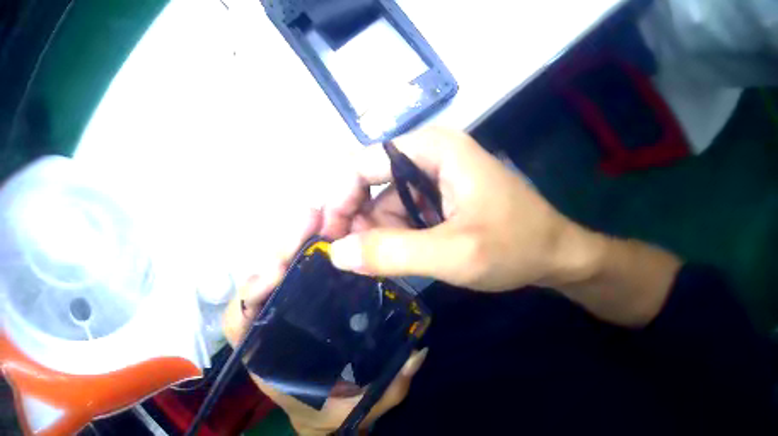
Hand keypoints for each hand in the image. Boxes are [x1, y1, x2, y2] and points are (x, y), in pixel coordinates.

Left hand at [222, 208, 427, 435]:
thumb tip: (416, 351)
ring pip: (273, 271)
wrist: (327, 418)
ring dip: (290, 241)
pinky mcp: (297, 307)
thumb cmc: (333, 414)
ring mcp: (280, 316)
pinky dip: (302, 253)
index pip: (240, 320)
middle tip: (308, 218)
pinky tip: (325, 234)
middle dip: (278, 248)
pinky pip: (293, 275)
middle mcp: (267, 330)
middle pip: (258, 283)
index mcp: (266, 357)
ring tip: (316, 216)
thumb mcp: (362, 405)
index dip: (251, 292)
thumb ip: (387, 385)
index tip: (277, 271)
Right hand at [324, 127, 602, 291]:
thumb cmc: (515, 246)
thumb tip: (335, 253)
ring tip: (384, 265)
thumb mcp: (454, 254)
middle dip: (358, 220)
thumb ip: (392, 253)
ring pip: (387, 202)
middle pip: (372, 182)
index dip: (338, 198)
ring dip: (379, 233)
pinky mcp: (445, 197)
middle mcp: (431, 154)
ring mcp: (439, 176)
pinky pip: (406, 213)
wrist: (557, 254)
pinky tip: (403, 259)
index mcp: (433, 149)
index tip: (325, 237)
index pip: (363, 164)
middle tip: (351, 261)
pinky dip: (398, 237)